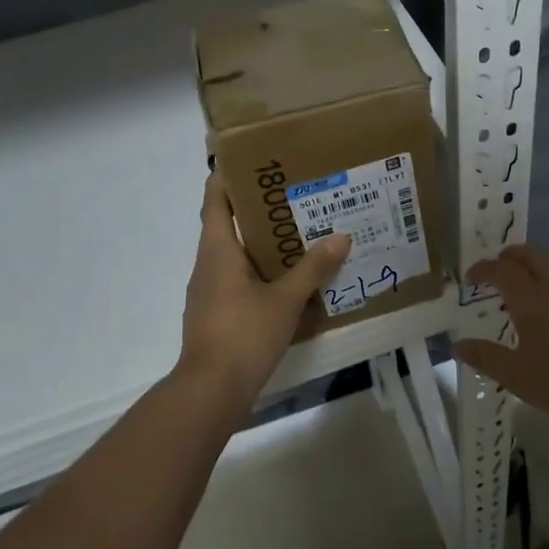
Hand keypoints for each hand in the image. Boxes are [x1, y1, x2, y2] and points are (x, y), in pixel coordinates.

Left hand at [178, 173, 350, 406]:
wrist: (211, 389)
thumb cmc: (244, 334)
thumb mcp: (286, 300)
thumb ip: (313, 268)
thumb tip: (341, 237)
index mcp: (217, 249)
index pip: (214, 198)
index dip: (227, 175)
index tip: (252, 159)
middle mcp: (207, 264)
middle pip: (226, 224)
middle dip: (257, 209)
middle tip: (293, 195)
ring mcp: (208, 291)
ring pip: (233, 254)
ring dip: (260, 242)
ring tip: (298, 233)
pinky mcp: (215, 313)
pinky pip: (236, 280)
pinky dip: (258, 271)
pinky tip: (285, 279)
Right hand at [452, 244, 548, 433]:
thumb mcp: (517, 376)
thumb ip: (486, 358)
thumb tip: (458, 346)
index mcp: (530, 298)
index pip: (501, 270)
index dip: (482, 269)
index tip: (470, 278)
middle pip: (530, 255)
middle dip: (509, 257)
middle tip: (495, 271)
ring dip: (532, 265)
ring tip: (521, 285)